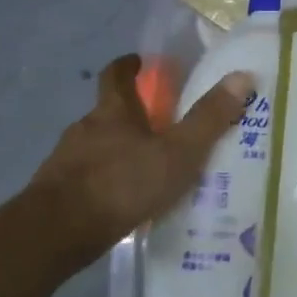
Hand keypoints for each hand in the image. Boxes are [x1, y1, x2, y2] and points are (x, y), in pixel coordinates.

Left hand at [19, 54, 253, 266]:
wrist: (54, 235)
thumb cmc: (122, 183)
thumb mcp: (178, 152)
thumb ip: (209, 118)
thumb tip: (242, 76)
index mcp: (113, 111)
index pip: (116, 74)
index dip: (129, 65)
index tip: (141, 62)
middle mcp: (85, 128)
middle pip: (110, 113)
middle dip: (134, 116)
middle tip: (164, 128)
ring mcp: (66, 161)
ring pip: (98, 147)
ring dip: (121, 152)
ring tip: (150, 172)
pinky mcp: (55, 194)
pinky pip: (88, 179)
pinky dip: (107, 183)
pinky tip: (125, 203)